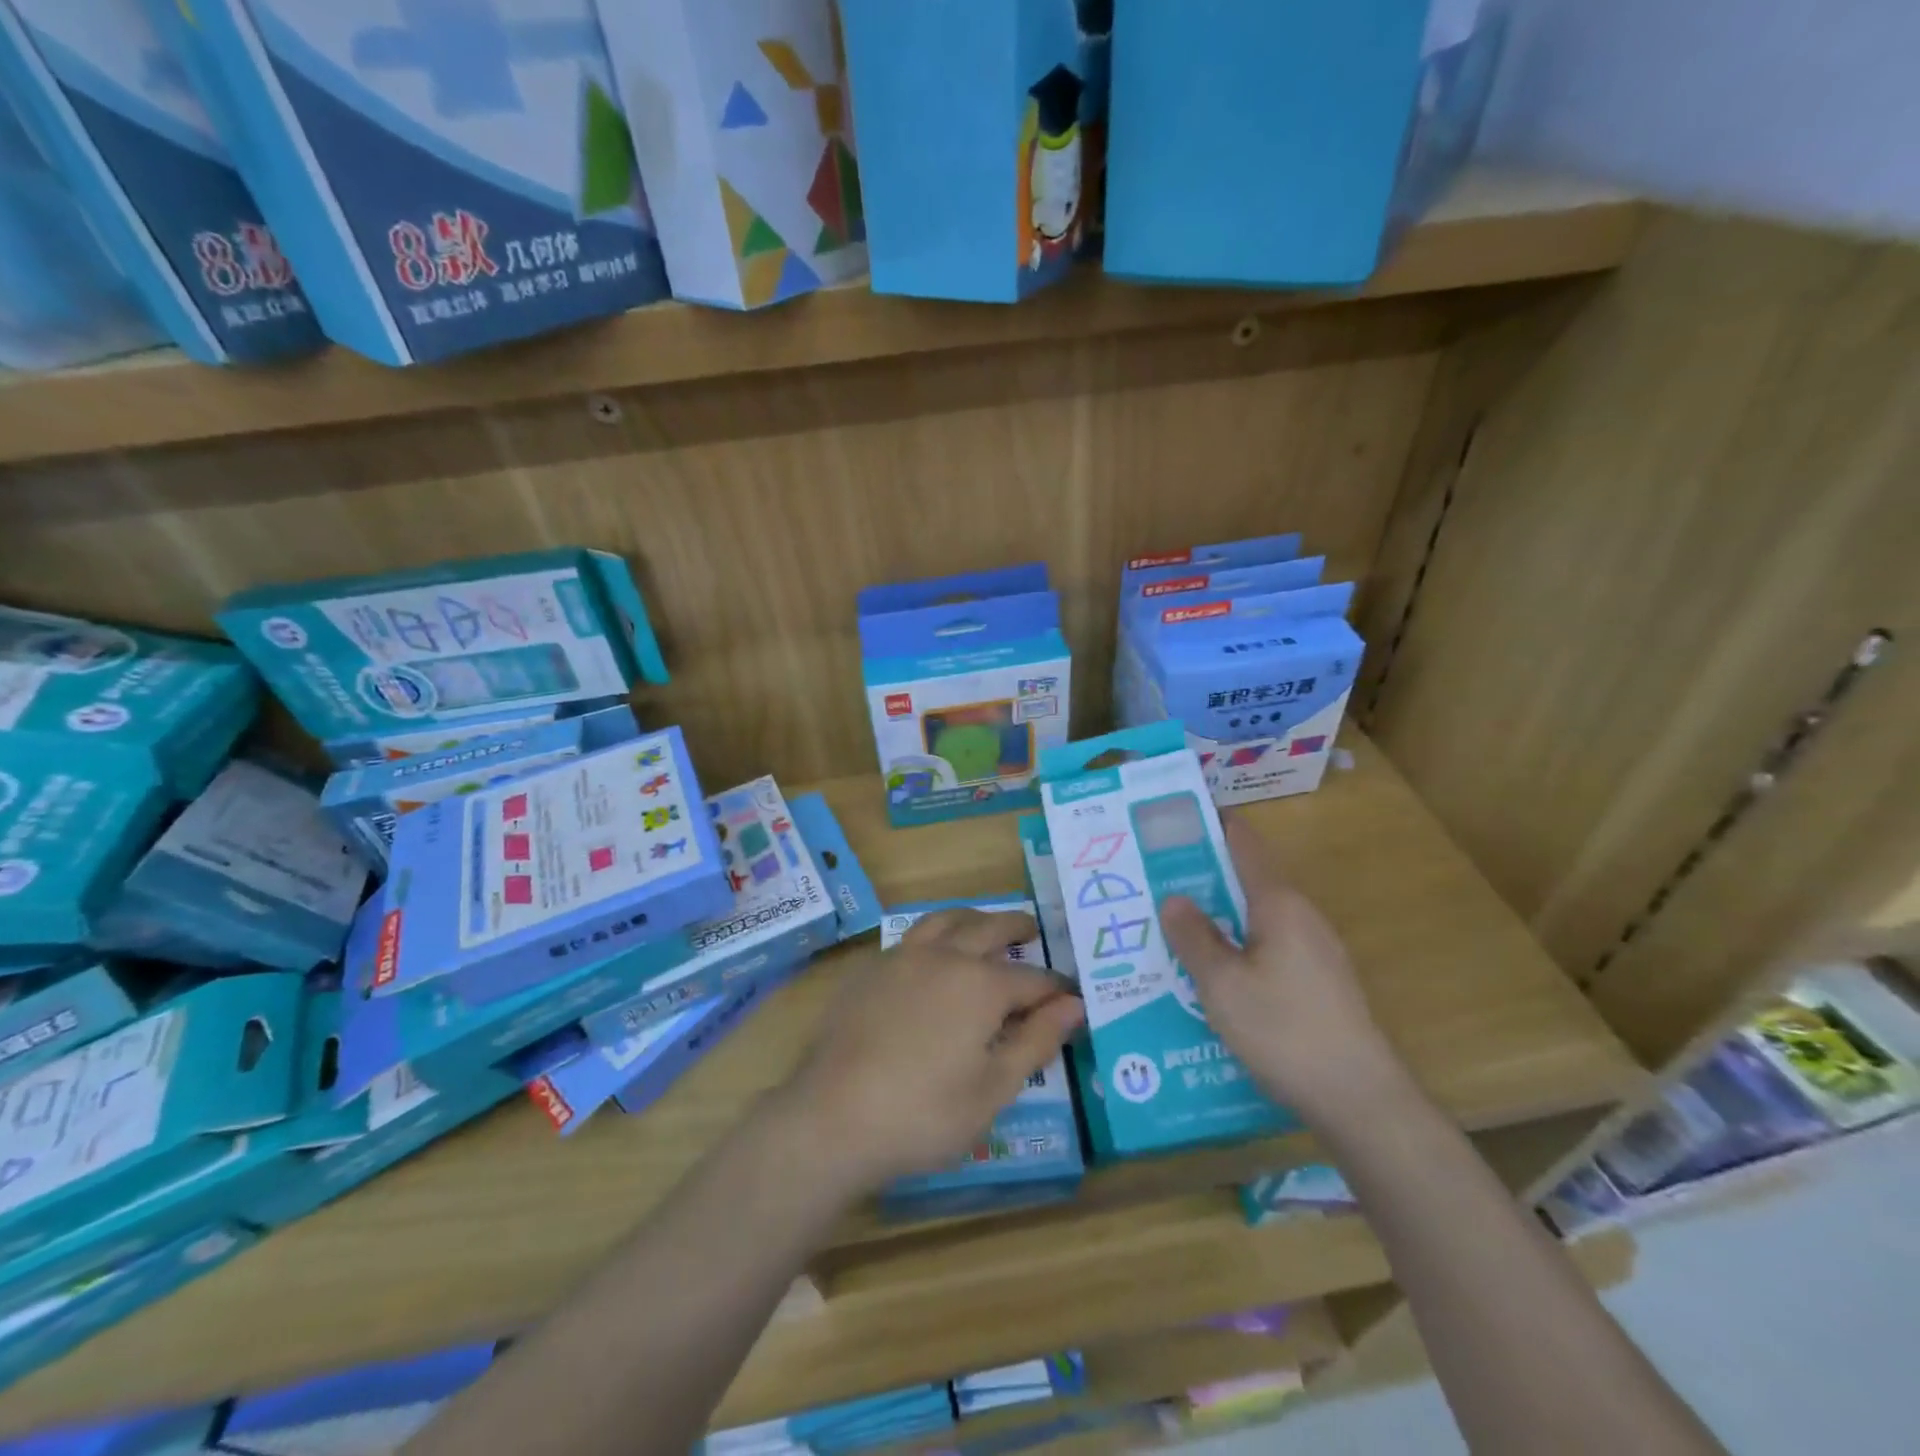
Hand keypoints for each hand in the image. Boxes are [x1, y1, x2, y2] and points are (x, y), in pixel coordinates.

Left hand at [782, 909, 1085, 1192]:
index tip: (1071, 994)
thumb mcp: (994, 1089)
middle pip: (989, 928)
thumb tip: (1074, 1004)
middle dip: (1016, 927)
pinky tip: (932, 956)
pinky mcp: (869, 969)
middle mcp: (944, 957)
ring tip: (984, 926)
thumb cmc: (923, 1114)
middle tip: (1032, 929)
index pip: (1032, 979)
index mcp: (981, 985)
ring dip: (973, 918)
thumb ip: (1037, 1040)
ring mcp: (901, 957)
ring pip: (945, 920)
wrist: (832, 1117)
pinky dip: (934, 935)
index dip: (1056, 988)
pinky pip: (911, 937)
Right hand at [1160, 817, 1409, 1125]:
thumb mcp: (1222, 984)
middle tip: (1154, 875)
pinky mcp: (1318, 980)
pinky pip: (1267, 944)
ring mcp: (1314, 949)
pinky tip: (1210, 968)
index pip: (1244, 842)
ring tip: (1172, 921)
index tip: (1173, 818)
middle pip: (1248, 877)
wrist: (1359, 1098)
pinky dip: (1235, 941)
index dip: (1211, 823)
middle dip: (1203, 872)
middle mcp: (1301, 915)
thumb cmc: (1284, 1029)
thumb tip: (1174, 898)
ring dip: (1217, 911)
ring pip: (1255, 914)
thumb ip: (1194, 937)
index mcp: (1279, 903)